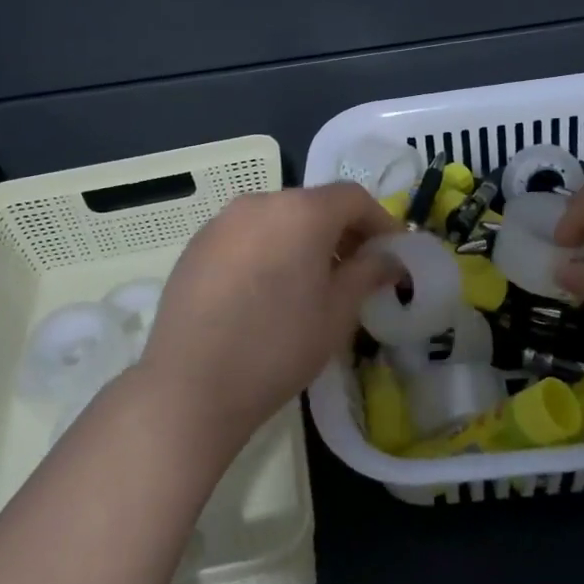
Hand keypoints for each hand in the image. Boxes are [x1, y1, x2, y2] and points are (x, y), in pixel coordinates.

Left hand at [136, 184, 399, 453]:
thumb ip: (368, 274)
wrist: (191, 385)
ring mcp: (222, 222)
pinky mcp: (196, 245)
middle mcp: (260, 203)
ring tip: (311, 282)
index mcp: (301, 211)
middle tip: (357, 270)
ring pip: (277, 219)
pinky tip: (266, 291)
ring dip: (303, 240)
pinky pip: (245, 236)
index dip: (380, 221)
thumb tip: (389, 259)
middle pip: (313, 204)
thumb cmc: (278, 346)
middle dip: (341, 231)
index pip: (353, 198)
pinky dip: (268, 250)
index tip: (392, 253)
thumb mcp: (337, 313)